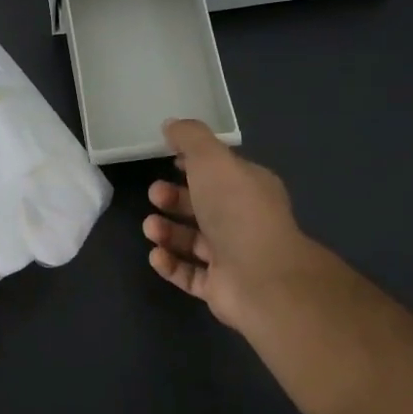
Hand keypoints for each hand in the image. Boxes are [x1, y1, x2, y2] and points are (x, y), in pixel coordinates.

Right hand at [142, 118, 327, 340]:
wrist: (261, 278)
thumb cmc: (237, 210)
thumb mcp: (211, 159)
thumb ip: (190, 138)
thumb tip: (171, 125)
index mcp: (249, 188)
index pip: (219, 172)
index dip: (192, 164)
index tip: (166, 160)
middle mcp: (243, 221)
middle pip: (201, 206)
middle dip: (173, 198)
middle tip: (154, 195)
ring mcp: (233, 257)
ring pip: (192, 240)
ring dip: (166, 231)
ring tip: (151, 229)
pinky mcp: (220, 288)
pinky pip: (189, 273)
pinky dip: (170, 264)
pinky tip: (157, 255)